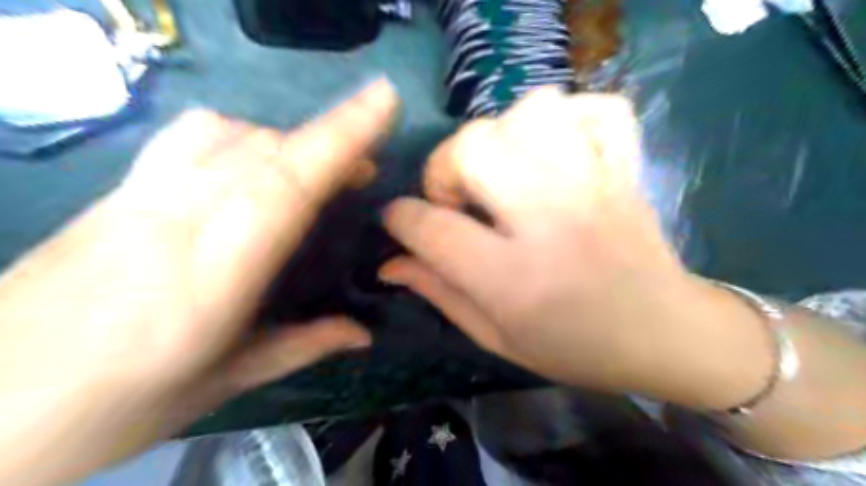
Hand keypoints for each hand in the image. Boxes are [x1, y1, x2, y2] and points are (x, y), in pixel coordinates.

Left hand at [0, 79, 398, 485]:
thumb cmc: (120, 404)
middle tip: (368, 165)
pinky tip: (254, 156)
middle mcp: (177, 220)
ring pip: (231, 136)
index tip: (382, 102)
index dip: (339, 139)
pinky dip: (241, 133)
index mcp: (213, 277)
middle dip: (331, 139)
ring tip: (320, 166)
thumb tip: (364, 334)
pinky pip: (190, 136)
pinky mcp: (117, 188)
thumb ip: (304, 346)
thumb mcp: (226, 382)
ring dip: (290, 140)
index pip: (287, 186)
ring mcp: (140, 196)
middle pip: (266, 153)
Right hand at [384, 86, 770, 406]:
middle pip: (473, 148)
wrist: (665, 335)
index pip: (431, 227)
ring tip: (503, 171)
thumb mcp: (497, 337)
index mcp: (514, 279)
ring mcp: (595, 185)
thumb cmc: (576, 347)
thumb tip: (389, 262)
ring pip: (529, 112)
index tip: (398, 219)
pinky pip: (596, 108)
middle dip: (444, 167)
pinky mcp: (626, 169)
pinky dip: (567, 116)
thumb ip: (439, 293)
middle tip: (458, 199)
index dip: (400, 217)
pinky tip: (555, 150)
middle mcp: (551, 220)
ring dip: (500, 135)